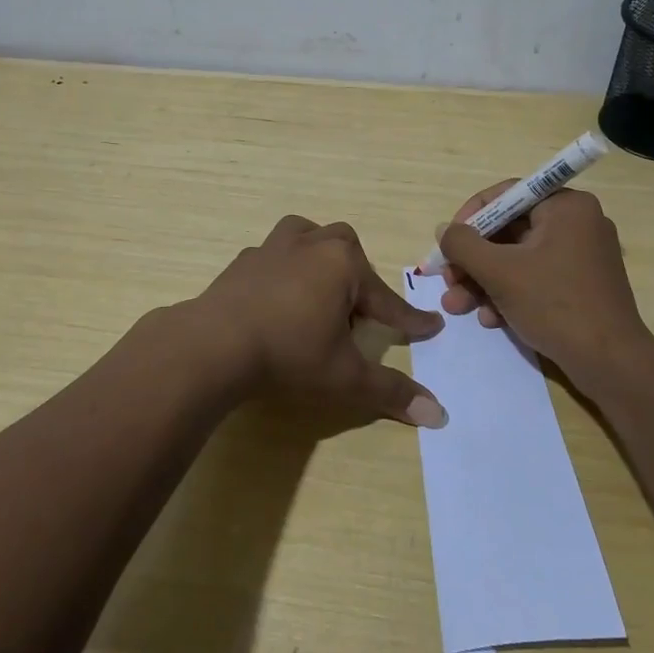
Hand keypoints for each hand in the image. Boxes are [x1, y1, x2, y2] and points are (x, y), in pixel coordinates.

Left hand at [188, 216, 447, 426]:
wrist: (214, 344)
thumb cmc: (289, 353)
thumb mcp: (345, 377)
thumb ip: (391, 392)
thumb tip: (439, 416)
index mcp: (342, 264)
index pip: (386, 299)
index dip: (409, 320)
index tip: (431, 327)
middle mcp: (311, 245)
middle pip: (347, 250)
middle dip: (358, 278)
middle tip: (357, 313)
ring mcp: (273, 248)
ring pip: (307, 236)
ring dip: (319, 257)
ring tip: (318, 287)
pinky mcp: (243, 261)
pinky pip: (273, 256)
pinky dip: (284, 270)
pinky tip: (278, 297)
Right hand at [438, 182, 648, 396]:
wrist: (610, 363)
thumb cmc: (555, 304)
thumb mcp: (499, 272)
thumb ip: (463, 244)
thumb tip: (444, 230)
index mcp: (566, 206)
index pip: (506, 196)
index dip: (470, 217)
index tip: (447, 243)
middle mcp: (577, 223)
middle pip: (508, 231)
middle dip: (473, 260)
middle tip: (447, 280)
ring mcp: (581, 255)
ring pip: (517, 258)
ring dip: (484, 281)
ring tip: (458, 306)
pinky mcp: (580, 284)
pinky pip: (535, 277)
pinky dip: (509, 294)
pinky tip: (490, 319)